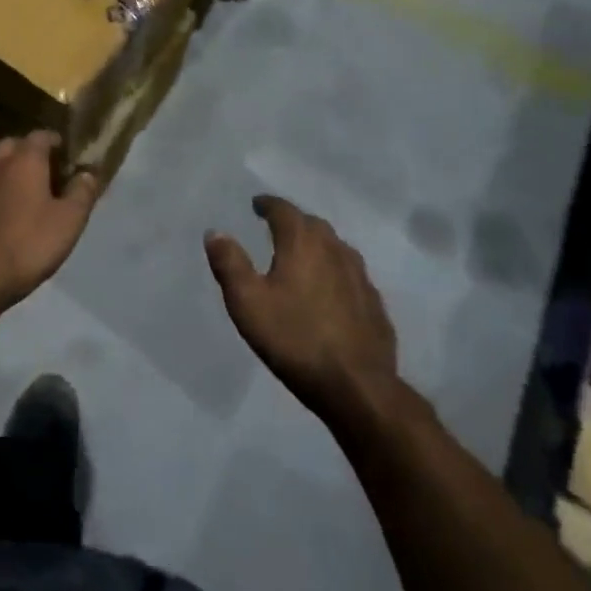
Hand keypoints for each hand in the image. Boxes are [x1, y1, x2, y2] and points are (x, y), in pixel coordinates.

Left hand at [0, 132, 100, 310]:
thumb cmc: (30, 245)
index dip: (54, 143)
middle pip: (11, 146)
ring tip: (15, 190)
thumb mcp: (70, 221)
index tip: (65, 156)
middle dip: (27, 153)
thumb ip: (82, 192)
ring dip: (2, 170)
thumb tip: (87, 173)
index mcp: (24, 161)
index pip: (41, 136)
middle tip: (43, 173)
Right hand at [206, 196, 406, 425]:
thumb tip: (216, 232)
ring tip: (303, 255)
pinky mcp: (374, 303)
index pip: (284, 211)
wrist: (356, 386)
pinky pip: (351, 274)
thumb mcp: (247, 302)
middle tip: (277, 228)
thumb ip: (230, 264)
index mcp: (302, 243)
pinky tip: (331, 289)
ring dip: (318, 244)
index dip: (268, 204)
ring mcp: (360, 276)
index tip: (257, 204)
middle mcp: (335, 250)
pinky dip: (336, 271)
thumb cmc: (294, 339)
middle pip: (313, 225)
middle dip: (293, 222)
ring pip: (336, 247)